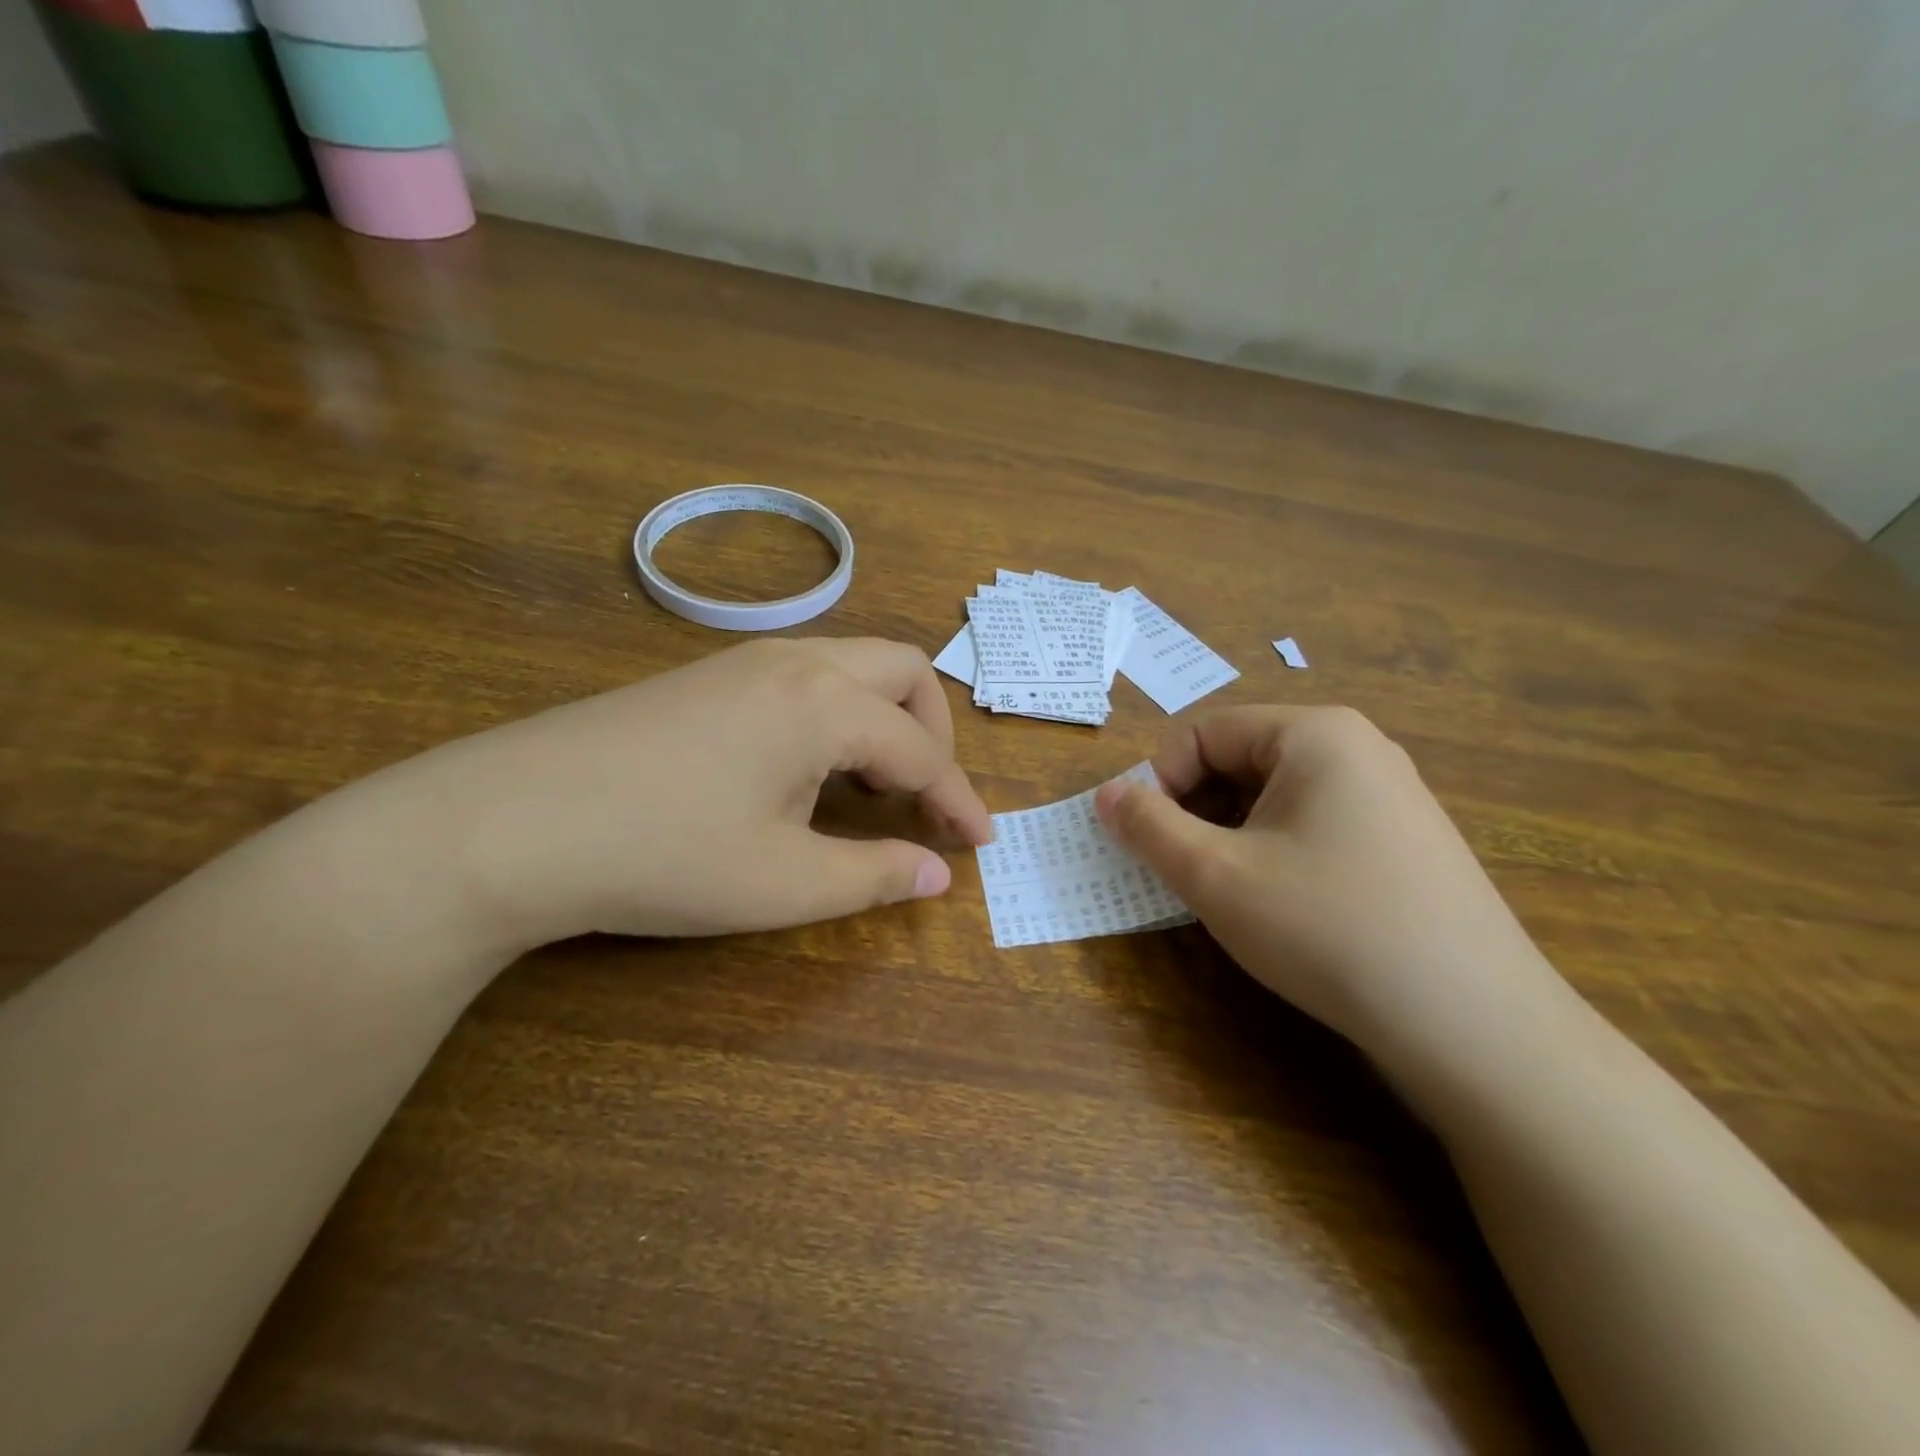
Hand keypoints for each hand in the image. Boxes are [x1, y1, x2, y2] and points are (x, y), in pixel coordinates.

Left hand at [410, 638, 991, 947]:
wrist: (506, 823)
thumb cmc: (661, 855)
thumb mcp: (783, 883)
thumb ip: (875, 876)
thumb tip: (939, 873)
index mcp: (826, 704)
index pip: (922, 751)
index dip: (959, 800)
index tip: (983, 841)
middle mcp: (796, 662)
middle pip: (902, 671)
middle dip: (933, 730)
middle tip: (924, 795)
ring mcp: (745, 659)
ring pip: (852, 663)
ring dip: (883, 717)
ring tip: (867, 786)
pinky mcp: (707, 673)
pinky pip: (805, 675)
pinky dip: (837, 711)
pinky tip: (803, 768)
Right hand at [1094, 705, 1565, 1068]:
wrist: (1474, 1025)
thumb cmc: (1326, 927)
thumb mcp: (1215, 875)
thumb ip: (1148, 827)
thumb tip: (1107, 795)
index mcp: (1316, 734)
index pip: (1206, 734)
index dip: (1161, 781)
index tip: (1144, 839)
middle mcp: (1360, 749)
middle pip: (1244, 760)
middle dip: (1197, 810)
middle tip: (1181, 869)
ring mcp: (1393, 797)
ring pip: (1279, 798)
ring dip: (1233, 835)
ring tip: (1228, 892)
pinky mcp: (1409, 844)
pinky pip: (1318, 826)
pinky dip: (1278, 853)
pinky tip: (1284, 907)